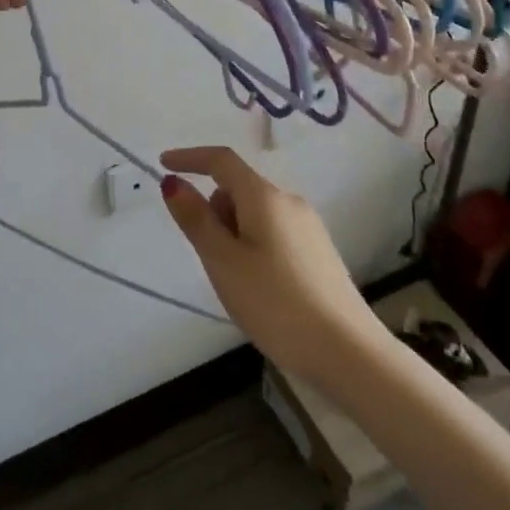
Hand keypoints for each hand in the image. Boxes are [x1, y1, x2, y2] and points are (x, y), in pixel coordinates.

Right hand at [158, 146, 382, 382]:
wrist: (346, 351)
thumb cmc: (275, 302)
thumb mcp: (223, 261)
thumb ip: (196, 219)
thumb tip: (173, 182)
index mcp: (265, 197)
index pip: (222, 161)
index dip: (190, 158)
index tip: (162, 164)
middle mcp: (290, 202)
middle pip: (238, 188)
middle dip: (213, 211)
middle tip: (209, 258)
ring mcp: (308, 227)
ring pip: (255, 214)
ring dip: (233, 233)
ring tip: (236, 282)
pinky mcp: (318, 252)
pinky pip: (273, 233)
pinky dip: (253, 247)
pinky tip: (260, 288)